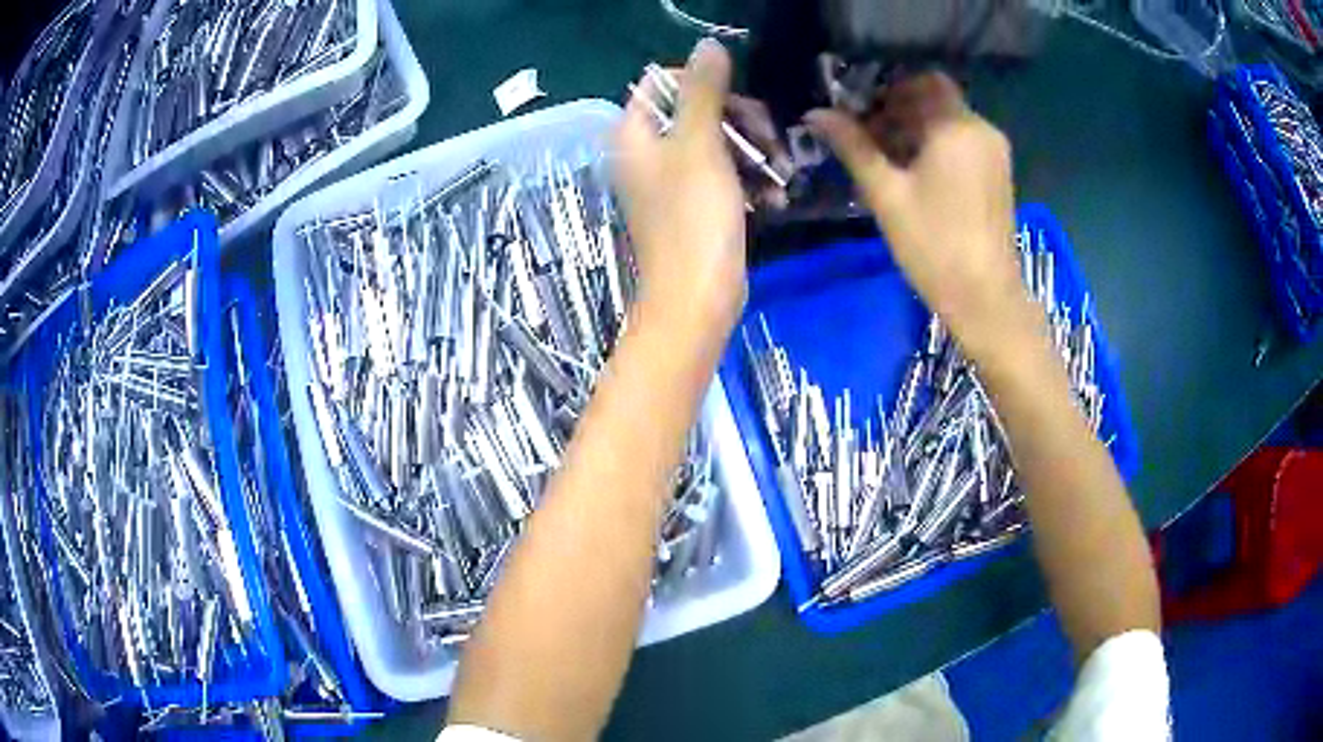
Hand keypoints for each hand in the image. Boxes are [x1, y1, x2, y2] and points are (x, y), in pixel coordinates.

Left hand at [613, 39, 746, 345]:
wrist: (698, 299)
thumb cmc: (694, 219)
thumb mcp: (700, 145)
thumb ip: (703, 91)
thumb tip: (708, 44)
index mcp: (633, 134)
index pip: (660, 82)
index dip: (702, 83)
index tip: (736, 102)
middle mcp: (644, 152)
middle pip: (694, 110)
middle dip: (740, 120)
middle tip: (771, 140)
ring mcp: (668, 180)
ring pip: (715, 142)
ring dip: (754, 151)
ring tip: (782, 173)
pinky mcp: (692, 205)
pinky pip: (722, 174)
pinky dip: (748, 179)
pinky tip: (776, 196)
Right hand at [805, 72, 1037, 361]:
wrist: (985, 297)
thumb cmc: (934, 244)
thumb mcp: (886, 193)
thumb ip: (852, 146)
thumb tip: (815, 113)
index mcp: (956, 127)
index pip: (921, 81)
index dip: (889, 88)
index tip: (862, 110)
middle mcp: (981, 129)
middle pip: (936, 100)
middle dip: (900, 109)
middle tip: (868, 136)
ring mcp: (995, 153)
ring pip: (950, 122)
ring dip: (917, 129)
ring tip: (887, 159)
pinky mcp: (999, 174)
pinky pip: (964, 142)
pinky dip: (938, 146)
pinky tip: (916, 174)